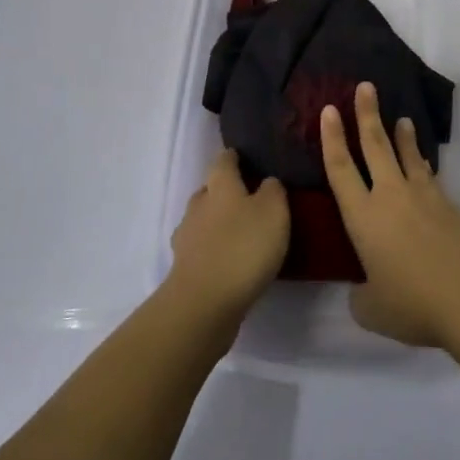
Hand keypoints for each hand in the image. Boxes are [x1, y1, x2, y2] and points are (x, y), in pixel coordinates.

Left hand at [166, 150, 288, 323]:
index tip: (244, 157)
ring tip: (242, 234)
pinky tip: (230, 261)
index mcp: (219, 185)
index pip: (223, 160)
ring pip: (203, 220)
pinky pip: (202, 248)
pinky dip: (214, 250)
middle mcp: (198, 205)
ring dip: (218, 223)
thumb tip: (266, 182)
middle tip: (250, 199)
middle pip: (210, 190)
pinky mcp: (185, 267)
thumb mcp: (274, 211)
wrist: (204, 303)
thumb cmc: (243, 247)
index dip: (233, 157)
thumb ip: (273, 191)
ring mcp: (187, 237)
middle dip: (225, 191)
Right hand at [321, 82, 459, 349]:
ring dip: (400, 134)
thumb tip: (363, 290)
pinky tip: (423, 163)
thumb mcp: (373, 310)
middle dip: (367, 114)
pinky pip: (428, 176)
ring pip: (407, 155)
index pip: (340, 168)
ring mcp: (423, 197)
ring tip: (400, 117)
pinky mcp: (449, 205)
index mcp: (363, 218)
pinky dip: (422, 163)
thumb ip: (361, 296)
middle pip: (375, 146)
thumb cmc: (415, 305)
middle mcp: (390, 197)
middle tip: (365, 86)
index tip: (329, 109)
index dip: (332, 137)